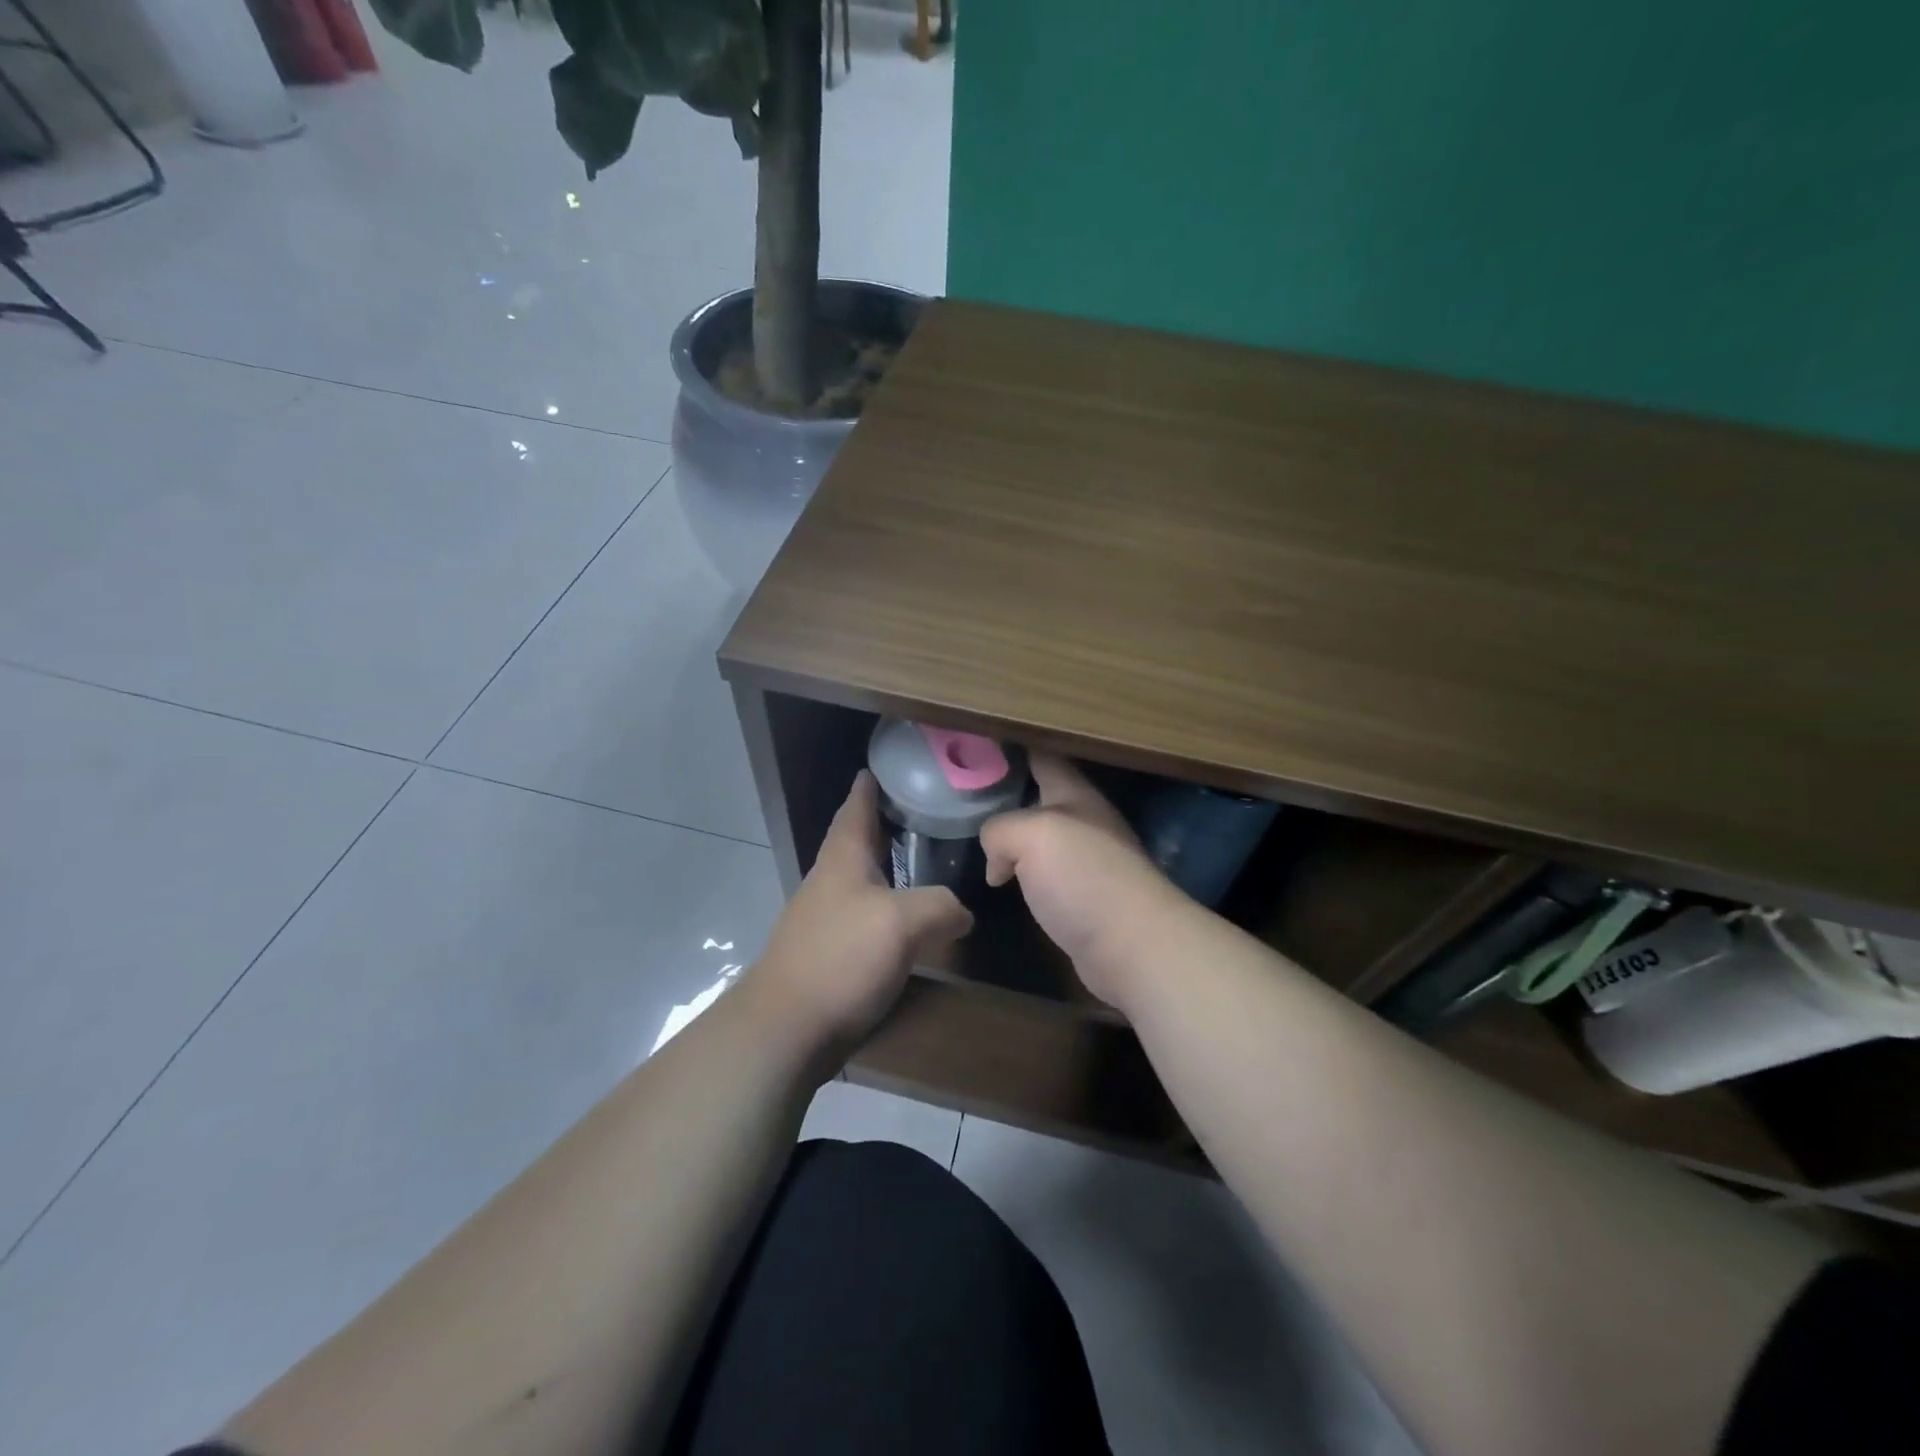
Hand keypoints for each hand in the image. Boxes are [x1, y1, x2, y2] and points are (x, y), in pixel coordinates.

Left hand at [746, 771, 973, 1054]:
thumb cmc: (841, 958)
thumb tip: (963, 912)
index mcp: (843, 858)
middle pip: (858, 840)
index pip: (856, 807)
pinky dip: (888, 904)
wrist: (787, 1028)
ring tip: (924, 860)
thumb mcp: (902, 923)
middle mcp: (830, 880)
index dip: (870, 786)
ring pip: (862, 877)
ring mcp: (826, 917)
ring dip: (888, 864)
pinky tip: (909, 918)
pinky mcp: (830, 952)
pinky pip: (865, 914)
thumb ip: (940, 906)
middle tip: (922, 810)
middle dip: (885, 822)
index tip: (884, 766)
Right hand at [981, 755, 1189, 1009]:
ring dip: (1013, 837)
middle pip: (1040, 797)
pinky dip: (1022, 874)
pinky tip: (1003, 883)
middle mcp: (1084, 823)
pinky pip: (1045, 876)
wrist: (1134, 947)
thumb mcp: (1032, 835)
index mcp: (1076, 796)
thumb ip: (1000, 829)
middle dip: (1006, 792)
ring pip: (1041, 839)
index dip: (1012, 747)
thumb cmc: (1085, 878)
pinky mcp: (1084, 900)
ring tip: (974, 836)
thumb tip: (996, 859)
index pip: (1042, 756)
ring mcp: (1087, 863)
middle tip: (962, 793)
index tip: (978, 742)